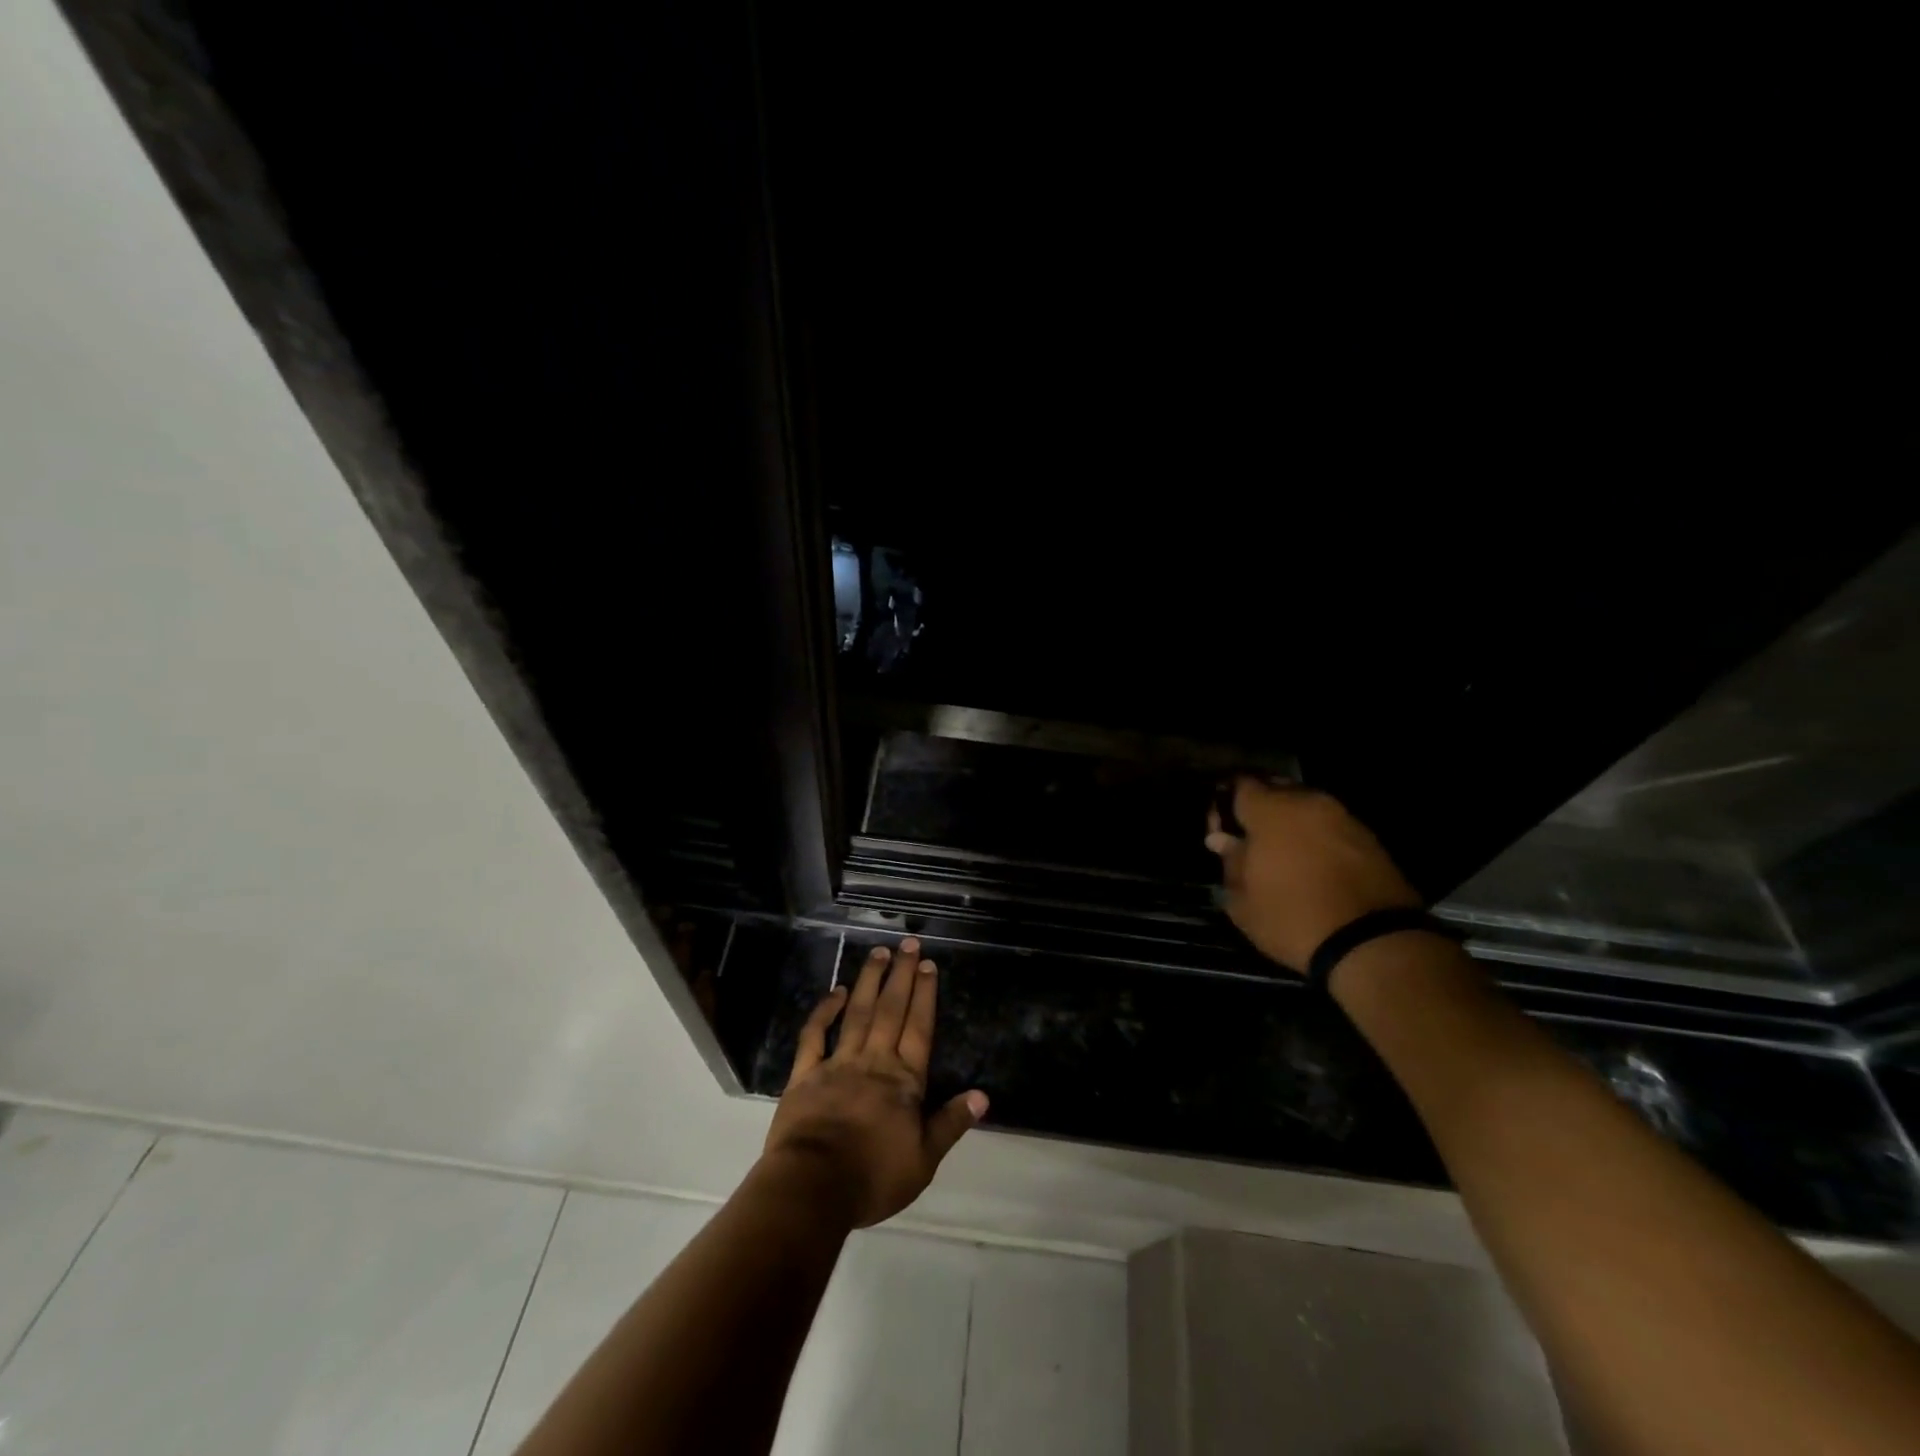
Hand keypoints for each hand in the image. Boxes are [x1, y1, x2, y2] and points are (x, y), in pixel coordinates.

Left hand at [763, 938, 988, 1228]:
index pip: (918, 1028)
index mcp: (903, 1080)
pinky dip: (825, 1011)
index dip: (925, 995)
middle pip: (890, 1010)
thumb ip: (951, 1123)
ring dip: (869, 981)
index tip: (928, 965)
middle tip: (908, 943)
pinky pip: (814, 1036)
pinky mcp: (805, 1074)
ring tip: (879, 953)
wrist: (813, 1188)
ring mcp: (837, 1064)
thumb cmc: (873, 1177)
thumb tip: (982, 1095)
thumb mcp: (924, 1160)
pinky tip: (835, 991)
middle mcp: (873, 1061)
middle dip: (901, 975)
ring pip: (857, 1013)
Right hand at [1206, 778, 1421, 972]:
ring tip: (1282, 857)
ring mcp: (1344, 818)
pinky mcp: (1371, 839)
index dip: (1224, 805)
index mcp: (1271, 809)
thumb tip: (1223, 841)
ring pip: (1307, 808)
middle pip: (1276, 790)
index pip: (1240, 785)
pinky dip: (1317, 840)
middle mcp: (1308, 802)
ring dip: (1291, 825)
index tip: (1220, 833)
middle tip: (1250, 842)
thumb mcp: (1243, 900)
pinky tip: (1312, 867)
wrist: (1373, 943)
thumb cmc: (1292, 917)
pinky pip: (1331, 828)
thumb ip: (1230, 861)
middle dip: (1260, 810)